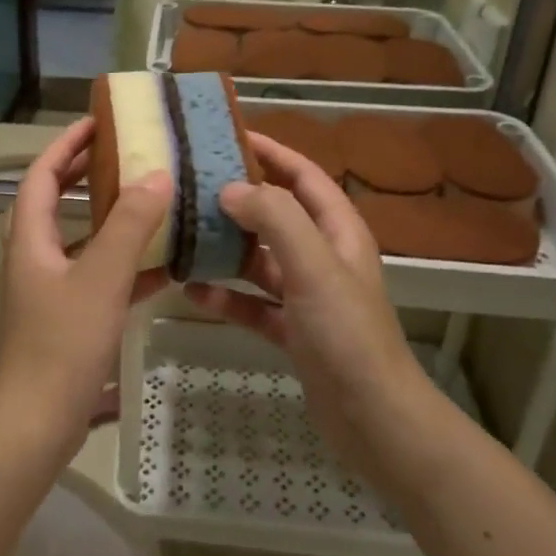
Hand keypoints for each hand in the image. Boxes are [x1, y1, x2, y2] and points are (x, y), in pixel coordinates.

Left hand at [0, 118, 171, 440]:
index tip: (97, 124)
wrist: (38, 423)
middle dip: (87, 176)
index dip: (65, 146)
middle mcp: (35, 258)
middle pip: (57, 203)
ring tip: (150, 201)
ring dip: (112, 220)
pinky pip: (99, 278)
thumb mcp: (101, 278)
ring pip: (81, 241)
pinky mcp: (69, 319)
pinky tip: (166, 267)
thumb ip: (130, 226)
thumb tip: (156, 176)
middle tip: (124, 156)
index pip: (41, 176)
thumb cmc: (63, 343)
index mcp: (31, 240)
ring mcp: (51, 290)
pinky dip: (127, 266)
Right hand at [185, 134, 422, 469]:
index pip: (303, 176)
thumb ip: (275, 219)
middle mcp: (324, 257)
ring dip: (226, 248)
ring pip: (261, 259)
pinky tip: (192, 291)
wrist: (373, 420)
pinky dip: (226, 296)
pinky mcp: (293, 331)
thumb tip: (229, 189)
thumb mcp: (314, 266)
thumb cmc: (347, 335)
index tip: (228, 135)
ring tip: (182, 234)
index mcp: (338, 232)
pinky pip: (253, 303)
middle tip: (191, 184)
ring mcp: (308, 296)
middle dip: (239, 198)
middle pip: (277, 215)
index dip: (271, 152)